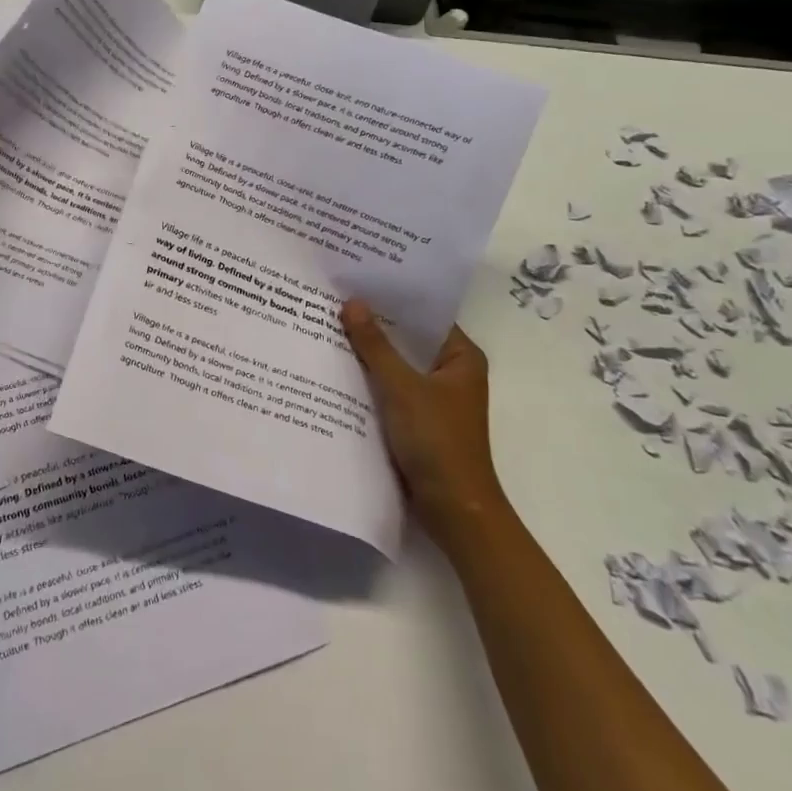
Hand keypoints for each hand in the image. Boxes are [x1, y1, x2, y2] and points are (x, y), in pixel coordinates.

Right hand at [341, 300, 499, 531]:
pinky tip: (339, 369)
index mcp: (461, 357)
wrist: (454, 510)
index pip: (424, 315)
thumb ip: (375, 345)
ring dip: (370, 354)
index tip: (358, 280)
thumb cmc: (437, 440)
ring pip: (398, 366)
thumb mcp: (402, 387)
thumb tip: (352, 302)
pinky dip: (371, 380)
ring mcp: (435, 398)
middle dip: (375, 325)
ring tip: (330, 327)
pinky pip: (392, 389)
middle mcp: (451, 372)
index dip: (393, 298)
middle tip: (335, 300)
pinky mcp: (419, 421)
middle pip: (408, 339)